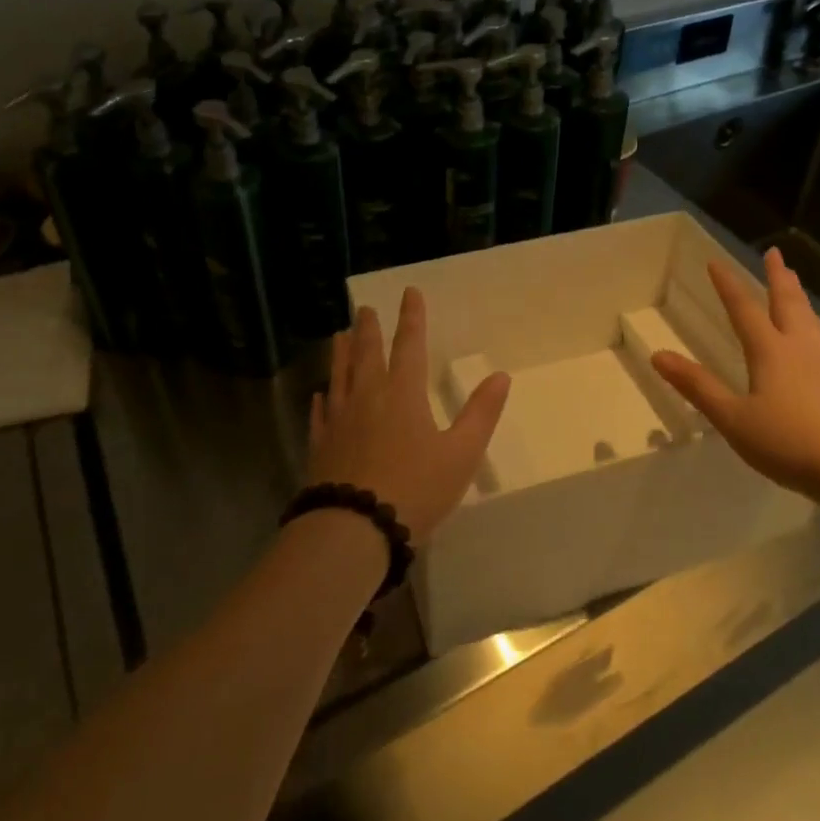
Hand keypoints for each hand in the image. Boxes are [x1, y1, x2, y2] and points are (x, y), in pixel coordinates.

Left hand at [308, 289, 510, 544]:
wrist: (354, 528)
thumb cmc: (415, 489)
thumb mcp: (461, 454)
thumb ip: (481, 414)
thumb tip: (500, 376)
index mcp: (403, 393)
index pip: (410, 345)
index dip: (412, 318)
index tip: (409, 292)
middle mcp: (368, 397)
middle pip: (367, 354)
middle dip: (369, 329)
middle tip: (364, 308)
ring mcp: (339, 420)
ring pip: (339, 376)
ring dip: (341, 353)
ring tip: (338, 335)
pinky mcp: (321, 445)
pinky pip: (320, 414)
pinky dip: (321, 400)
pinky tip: (318, 395)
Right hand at [652, 247, 819, 505]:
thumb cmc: (788, 442)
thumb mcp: (733, 418)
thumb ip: (698, 386)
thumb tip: (658, 355)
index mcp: (770, 352)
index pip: (744, 309)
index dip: (728, 285)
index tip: (716, 262)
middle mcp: (800, 350)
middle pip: (788, 304)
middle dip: (778, 277)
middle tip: (775, 253)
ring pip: (810, 321)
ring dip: (798, 297)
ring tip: (795, 285)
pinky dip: (813, 327)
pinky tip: (816, 342)